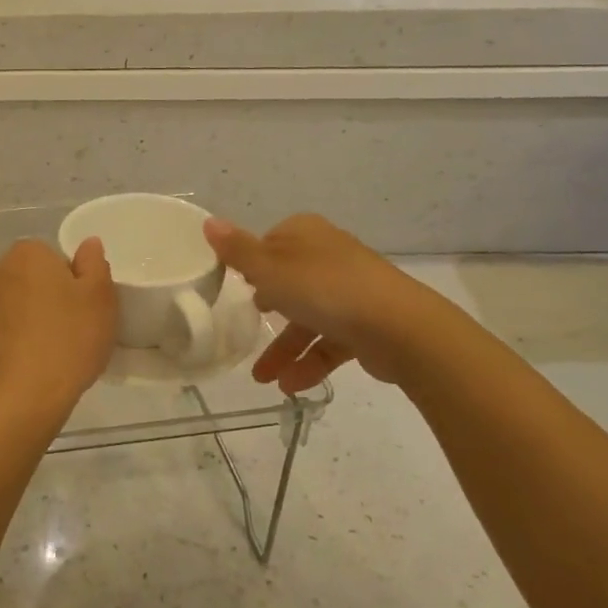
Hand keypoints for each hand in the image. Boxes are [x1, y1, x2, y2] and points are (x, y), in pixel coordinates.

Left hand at [0, 238, 116, 427]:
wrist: (17, 400)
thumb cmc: (68, 344)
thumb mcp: (101, 301)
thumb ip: (95, 264)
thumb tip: (88, 243)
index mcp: (28, 254)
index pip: (48, 258)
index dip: (65, 284)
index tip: (75, 312)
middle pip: (19, 278)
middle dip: (33, 297)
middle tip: (55, 333)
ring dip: (8, 318)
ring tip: (28, 354)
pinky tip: (5, 366)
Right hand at [204, 214, 450, 391]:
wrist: (399, 328)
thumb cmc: (323, 289)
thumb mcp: (268, 268)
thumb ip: (236, 250)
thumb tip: (208, 222)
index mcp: (306, 234)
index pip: (270, 242)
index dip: (252, 264)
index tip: (236, 287)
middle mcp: (330, 256)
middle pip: (289, 281)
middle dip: (267, 310)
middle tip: (246, 325)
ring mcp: (351, 290)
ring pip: (308, 318)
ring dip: (283, 348)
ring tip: (263, 379)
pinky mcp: (366, 324)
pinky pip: (329, 342)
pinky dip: (309, 362)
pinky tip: (291, 386)